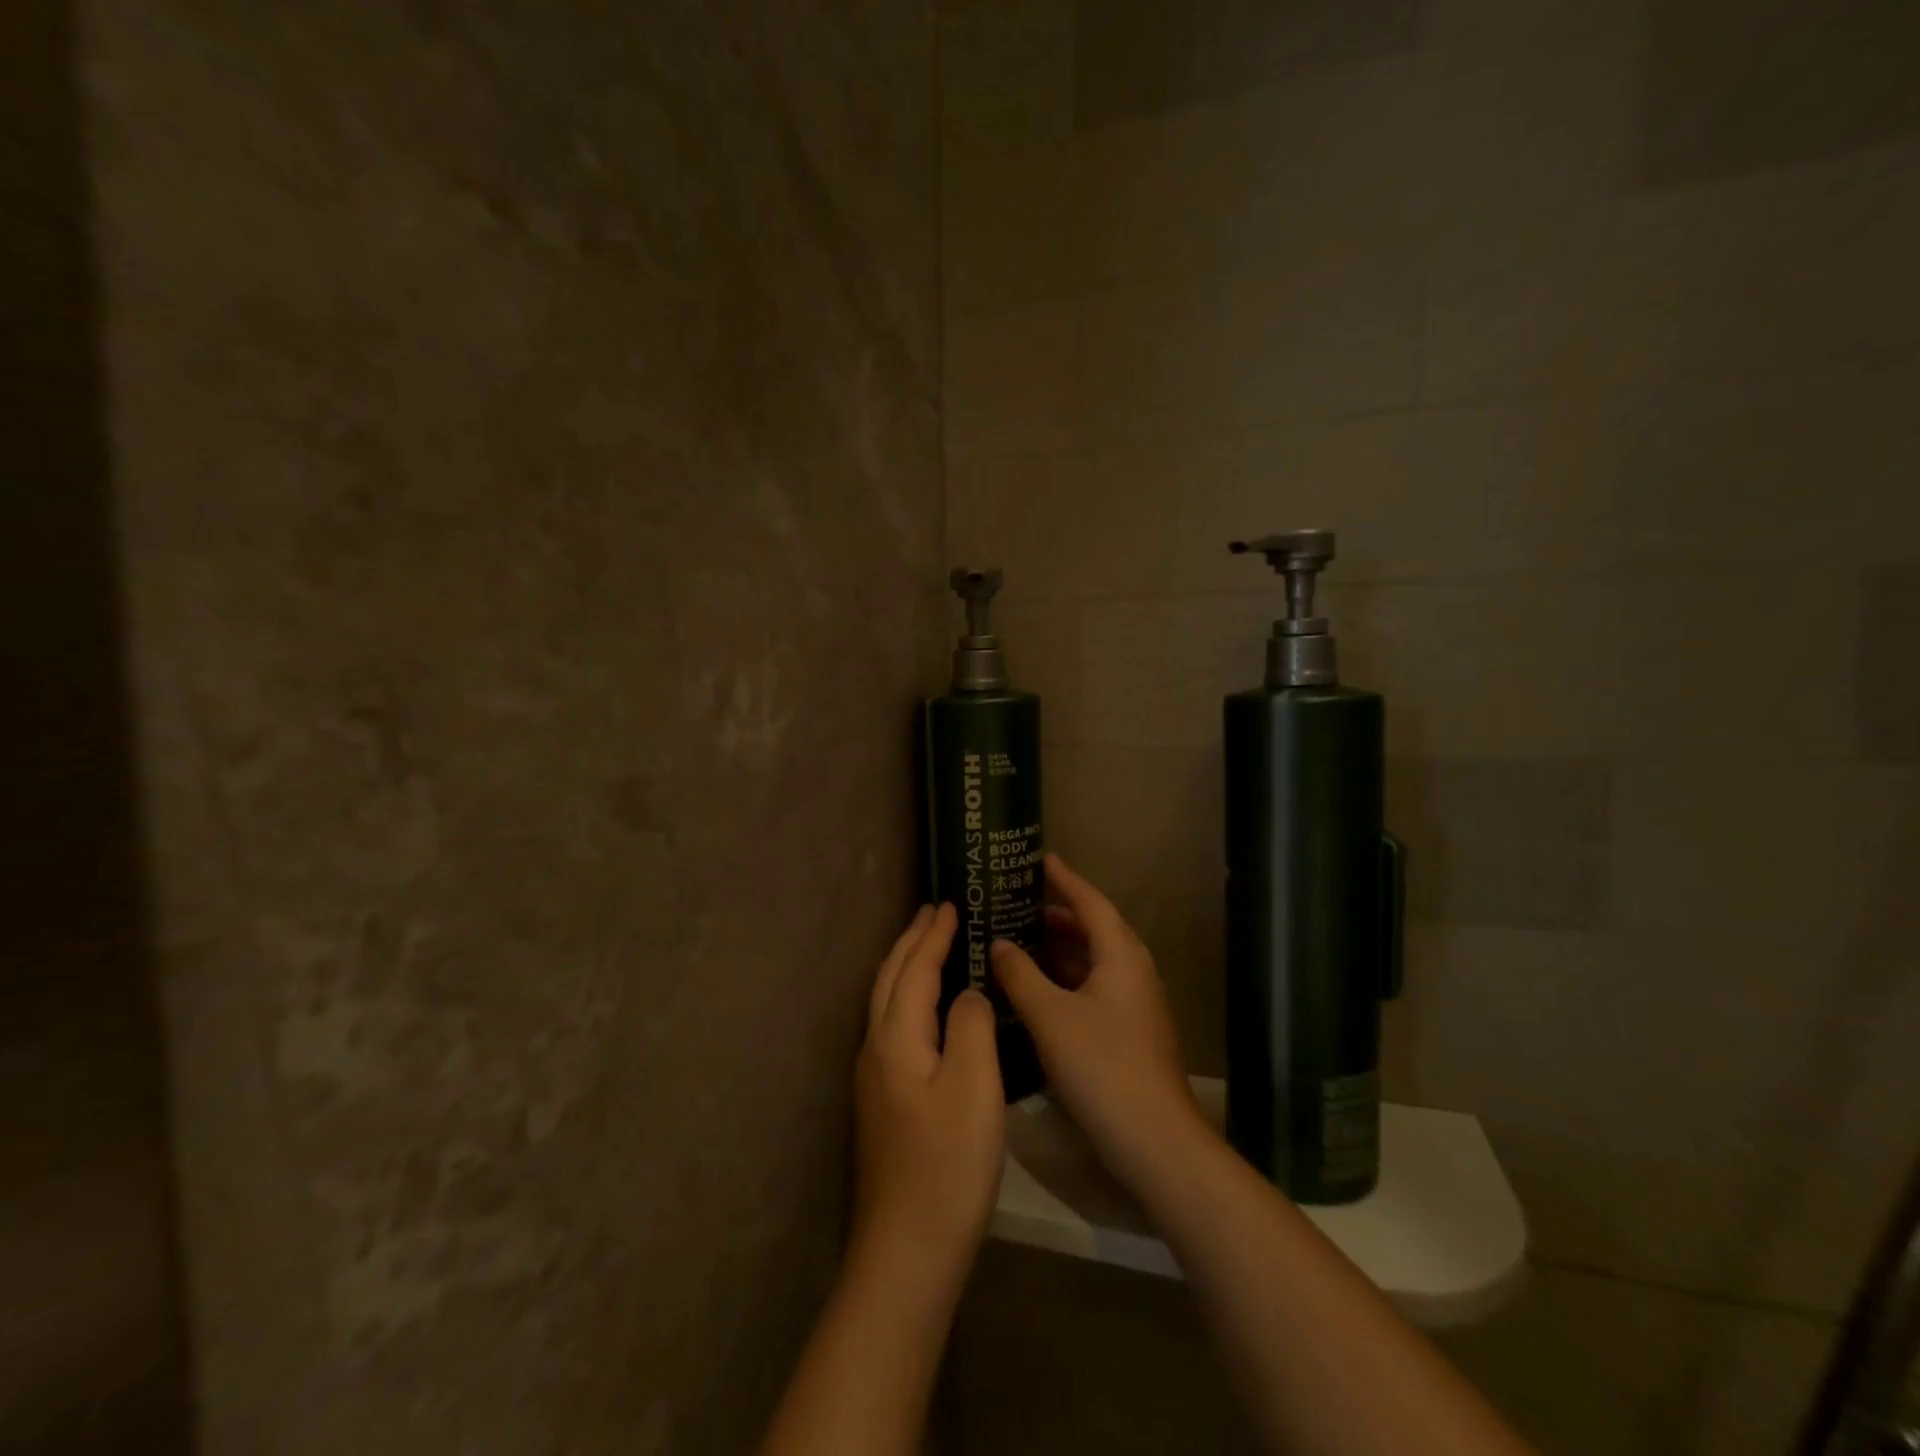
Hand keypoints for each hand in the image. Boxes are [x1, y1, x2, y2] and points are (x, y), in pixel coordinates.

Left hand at [851, 903, 1003, 1297]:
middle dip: (911, 941)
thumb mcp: (975, 1087)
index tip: (950, 904)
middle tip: (933, 911)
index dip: (933, 935)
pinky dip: (906, 995)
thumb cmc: (948, 1164)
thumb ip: (971, 1025)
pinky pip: (891, 1023)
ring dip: (905, 965)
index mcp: (897, 1037)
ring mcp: (873, 1077)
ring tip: (926, 946)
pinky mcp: (881, 1101)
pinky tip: (923, 1010)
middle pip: (890, 978)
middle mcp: (876, 1048)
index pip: (914, 969)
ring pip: (885, 1001)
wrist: (906, 1250)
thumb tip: (967, 993)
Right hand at [991, 855, 1201, 1190]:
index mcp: (1120, 955)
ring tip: (1021, 942)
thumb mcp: (1050, 1016)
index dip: (1064, 879)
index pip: (1090, 902)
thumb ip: (1020, 975)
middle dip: (1059, 915)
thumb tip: (999, 944)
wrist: (1155, 1140)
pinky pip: (1094, 987)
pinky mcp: (1130, 1031)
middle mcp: (1133, 971)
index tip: (1041, 859)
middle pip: (1094, 929)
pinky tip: (1037, 991)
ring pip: (1094, 961)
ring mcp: (1135, 1003)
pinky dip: (1066, 979)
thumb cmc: (1102, 1066)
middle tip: (1018, 905)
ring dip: (1060, 950)